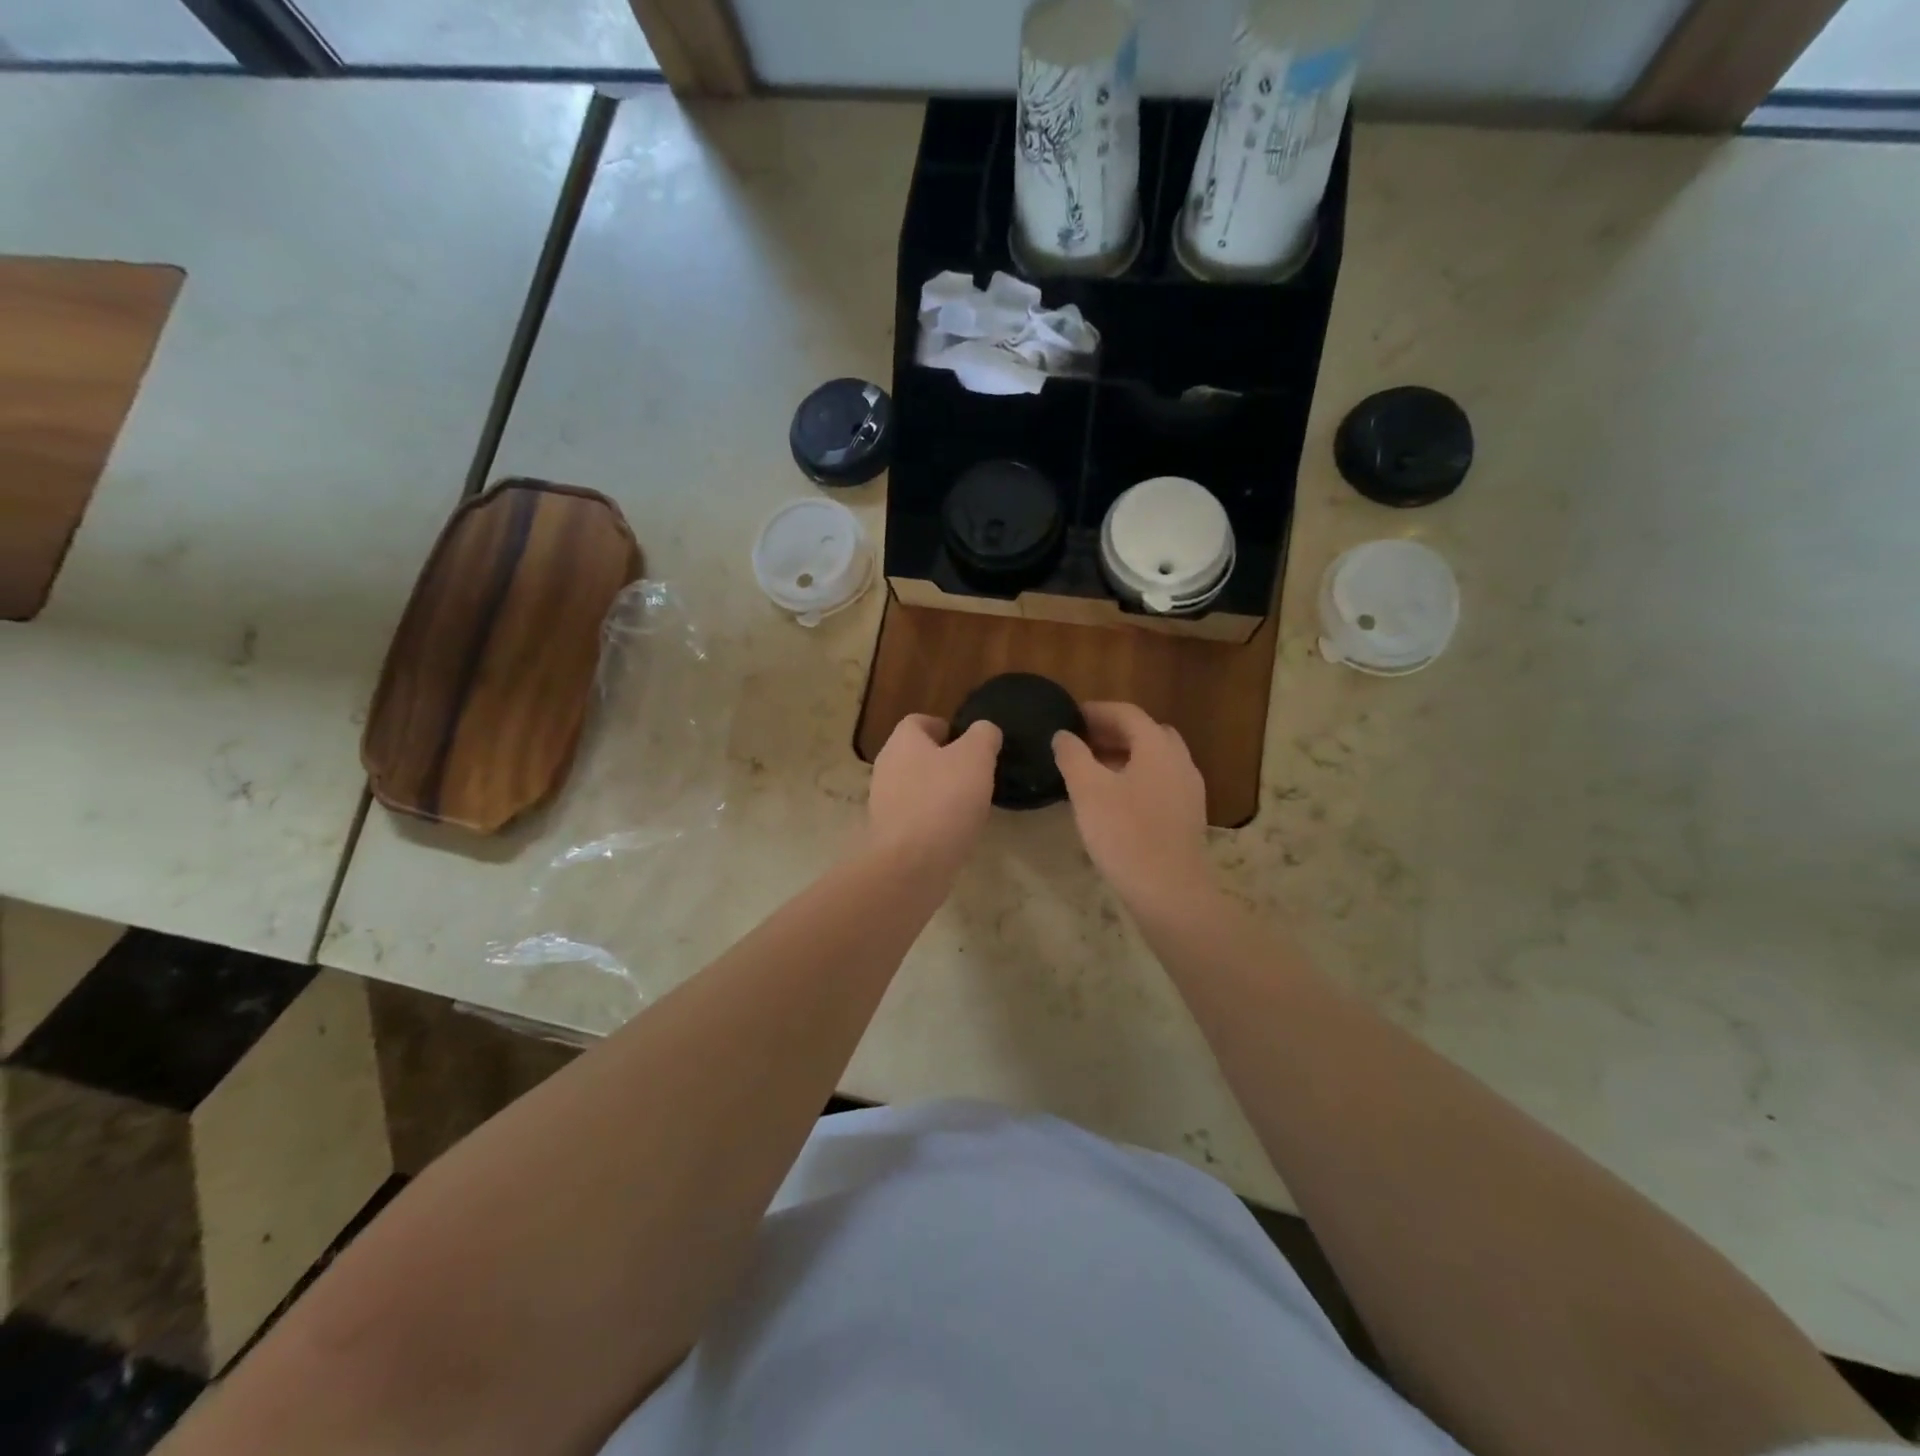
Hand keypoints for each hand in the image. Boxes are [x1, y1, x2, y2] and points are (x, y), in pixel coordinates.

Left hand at [867, 714, 1001, 875]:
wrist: (910, 865)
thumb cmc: (944, 801)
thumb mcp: (975, 758)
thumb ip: (983, 736)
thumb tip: (984, 731)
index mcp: (902, 742)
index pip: (919, 722)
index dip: (945, 727)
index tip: (969, 743)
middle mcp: (886, 768)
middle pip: (916, 755)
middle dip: (944, 762)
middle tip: (975, 774)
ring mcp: (883, 803)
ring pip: (915, 787)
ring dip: (939, 792)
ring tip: (969, 805)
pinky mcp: (889, 834)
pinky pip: (915, 817)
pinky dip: (933, 819)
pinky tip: (954, 831)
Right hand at [1053, 702, 1212, 910]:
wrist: (1169, 891)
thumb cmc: (1125, 834)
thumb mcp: (1088, 790)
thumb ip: (1073, 755)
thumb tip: (1064, 735)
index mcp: (1157, 747)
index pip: (1127, 713)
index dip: (1096, 711)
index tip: (1069, 717)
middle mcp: (1179, 761)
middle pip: (1146, 733)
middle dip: (1113, 732)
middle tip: (1081, 743)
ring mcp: (1189, 789)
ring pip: (1155, 759)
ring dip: (1126, 756)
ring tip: (1093, 771)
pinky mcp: (1188, 815)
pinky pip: (1161, 782)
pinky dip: (1137, 778)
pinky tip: (1115, 800)